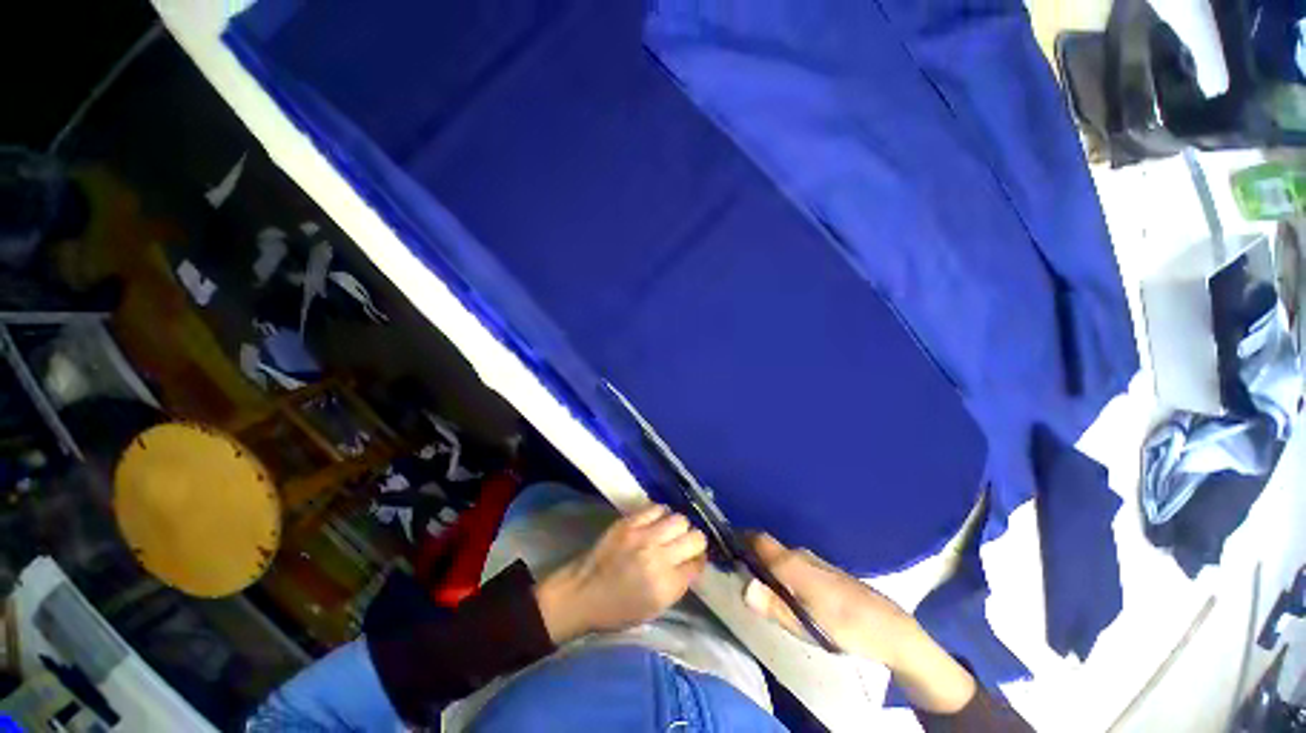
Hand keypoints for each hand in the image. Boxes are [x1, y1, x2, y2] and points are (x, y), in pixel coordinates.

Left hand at [534, 505, 707, 644]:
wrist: (581, 593)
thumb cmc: (617, 610)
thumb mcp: (654, 609)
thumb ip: (677, 585)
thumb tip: (693, 564)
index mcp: (666, 586)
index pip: (698, 564)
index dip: (698, 562)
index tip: (693, 561)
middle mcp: (659, 558)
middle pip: (695, 538)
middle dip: (694, 543)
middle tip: (684, 546)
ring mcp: (644, 536)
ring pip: (680, 519)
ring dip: (679, 527)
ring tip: (670, 533)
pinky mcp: (629, 522)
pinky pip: (658, 508)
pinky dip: (662, 514)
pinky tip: (656, 523)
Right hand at [743, 534, 975, 713]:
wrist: (890, 628)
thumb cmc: (845, 626)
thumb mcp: (806, 624)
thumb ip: (773, 605)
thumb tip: (743, 586)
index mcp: (791, 562)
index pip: (757, 539)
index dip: (738, 538)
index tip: (721, 547)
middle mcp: (800, 554)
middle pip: (766, 547)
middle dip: (748, 554)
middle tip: (733, 570)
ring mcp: (813, 561)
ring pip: (779, 555)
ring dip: (764, 563)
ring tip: (754, 582)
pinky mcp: (823, 571)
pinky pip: (791, 562)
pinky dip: (779, 569)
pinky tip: (782, 589)